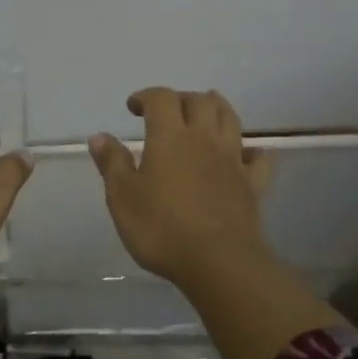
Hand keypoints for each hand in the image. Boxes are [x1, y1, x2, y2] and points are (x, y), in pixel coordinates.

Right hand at [89, 87, 275, 287]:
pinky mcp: (252, 185)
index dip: (146, 96)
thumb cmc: (161, 228)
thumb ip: (112, 163)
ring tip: (205, 112)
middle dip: (181, 99)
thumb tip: (100, 136)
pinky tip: (245, 155)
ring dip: (217, 108)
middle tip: (167, 111)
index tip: (133, 107)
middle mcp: (204, 139)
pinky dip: (251, 151)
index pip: (161, 98)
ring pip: (231, 119)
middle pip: (200, 102)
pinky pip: (258, 158)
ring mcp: (233, 160)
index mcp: (170, 137)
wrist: (218, 262)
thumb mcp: (122, 197)